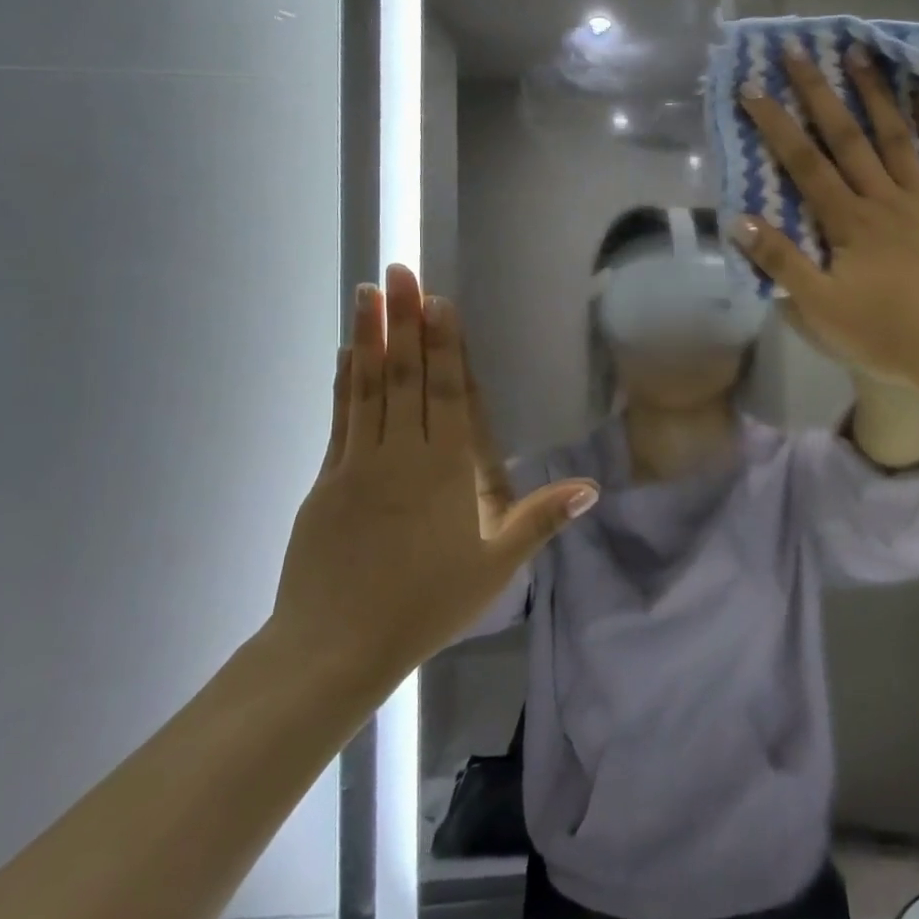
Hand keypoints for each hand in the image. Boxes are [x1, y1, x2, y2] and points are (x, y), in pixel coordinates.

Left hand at [270, 265, 598, 694]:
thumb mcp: (496, 567)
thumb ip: (540, 519)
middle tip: (399, 271)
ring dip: (369, 336)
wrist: (334, 647)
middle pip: (405, 376)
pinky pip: (340, 418)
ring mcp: (358, 464)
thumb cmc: (426, 605)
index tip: (438, 300)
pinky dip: (344, 381)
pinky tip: (347, 353)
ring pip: (368, 387)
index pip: (447, 392)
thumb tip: (591, 487)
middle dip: (404, 320)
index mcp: (445, 471)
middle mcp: (401, 454)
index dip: (444, 343)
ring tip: (368, 292)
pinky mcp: (327, 480)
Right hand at [731, 41, 918, 396]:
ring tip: (859, 53)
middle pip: (847, 138)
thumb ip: (782, 262)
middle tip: (799, 51)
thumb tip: (739, 220)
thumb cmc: (891, 336)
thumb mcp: (823, 310)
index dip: (777, 126)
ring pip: (896, 136)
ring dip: (875, 94)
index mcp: (848, 223)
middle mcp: (885, 199)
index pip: (804, 165)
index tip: (754, 89)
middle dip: (819, 93)